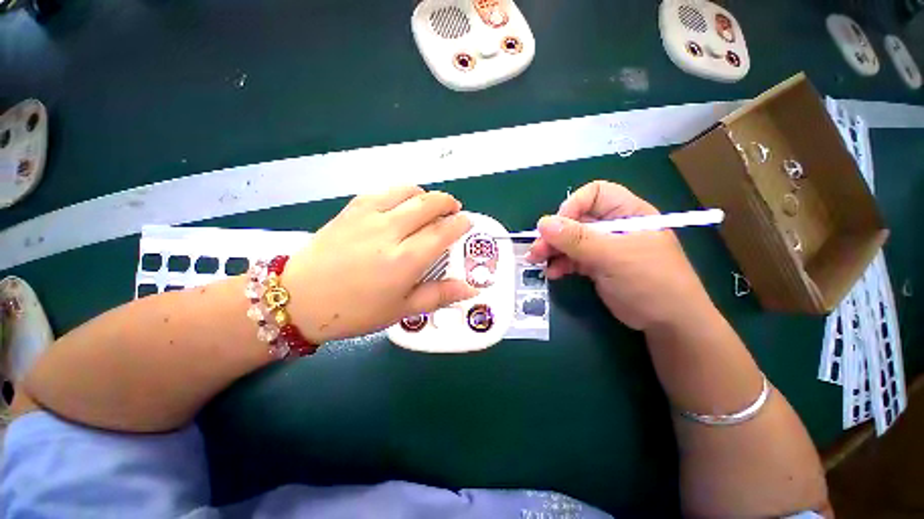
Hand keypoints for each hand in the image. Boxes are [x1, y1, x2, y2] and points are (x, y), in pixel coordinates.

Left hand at [283, 186, 476, 342]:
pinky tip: (402, 206)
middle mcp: (390, 231)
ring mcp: (369, 215)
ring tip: (430, 208)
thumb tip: (470, 289)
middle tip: (453, 211)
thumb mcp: (402, 310)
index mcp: (405, 260)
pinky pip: (385, 191)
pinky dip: (402, 193)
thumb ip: (439, 295)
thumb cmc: (355, 311)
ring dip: (426, 195)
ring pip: (409, 191)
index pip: (443, 231)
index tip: (467, 223)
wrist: (299, 298)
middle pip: (430, 203)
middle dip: (448, 203)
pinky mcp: (352, 209)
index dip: (460, 223)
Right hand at [527, 181, 711, 331]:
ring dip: (552, 250)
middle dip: (555, 234)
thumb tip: (543, 223)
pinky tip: (552, 273)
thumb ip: (577, 239)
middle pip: (576, 219)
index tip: (556, 227)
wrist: (668, 324)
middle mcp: (614, 226)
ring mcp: (604, 246)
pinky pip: (572, 258)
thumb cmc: (650, 282)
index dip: (573, 206)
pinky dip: (560, 264)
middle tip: (536, 250)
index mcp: (627, 212)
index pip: (595, 194)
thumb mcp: (613, 257)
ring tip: (537, 262)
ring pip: (570, 240)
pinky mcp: (596, 264)